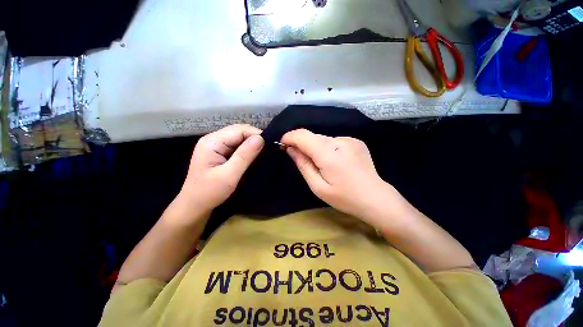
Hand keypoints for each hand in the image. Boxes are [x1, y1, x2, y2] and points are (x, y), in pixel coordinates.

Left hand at [180, 124, 263, 212]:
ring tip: (264, 152)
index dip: (256, 134)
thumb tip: (260, 138)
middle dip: (255, 139)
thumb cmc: (209, 192)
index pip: (239, 130)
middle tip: (269, 149)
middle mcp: (213, 139)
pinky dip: (247, 150)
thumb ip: (245, 156)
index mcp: (212, 142)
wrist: (195, 206)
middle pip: (239, 132)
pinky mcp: (220, 153)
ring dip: (252, 144)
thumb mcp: (229, 175)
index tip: (270, 145)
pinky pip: (237, 146)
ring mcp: (216, 146)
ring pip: (239, 139)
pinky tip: (254, 156)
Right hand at [281, 129, 397, 221]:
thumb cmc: (344, 197)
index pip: (303, 136)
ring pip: (323, 139)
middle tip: (300, 158)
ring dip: (316, 147)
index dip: (290, 137)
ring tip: (321, 164)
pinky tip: (334, 161)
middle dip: (302, 144)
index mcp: (329, 154)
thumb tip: (291, 149)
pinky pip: (334, 141)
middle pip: (313, 136)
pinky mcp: (356, 141)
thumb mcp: (318, 187)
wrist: (375, 198)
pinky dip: (328, 148)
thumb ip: (303, 165)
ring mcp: (350, 139)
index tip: (283, 144)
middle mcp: (340, 141)